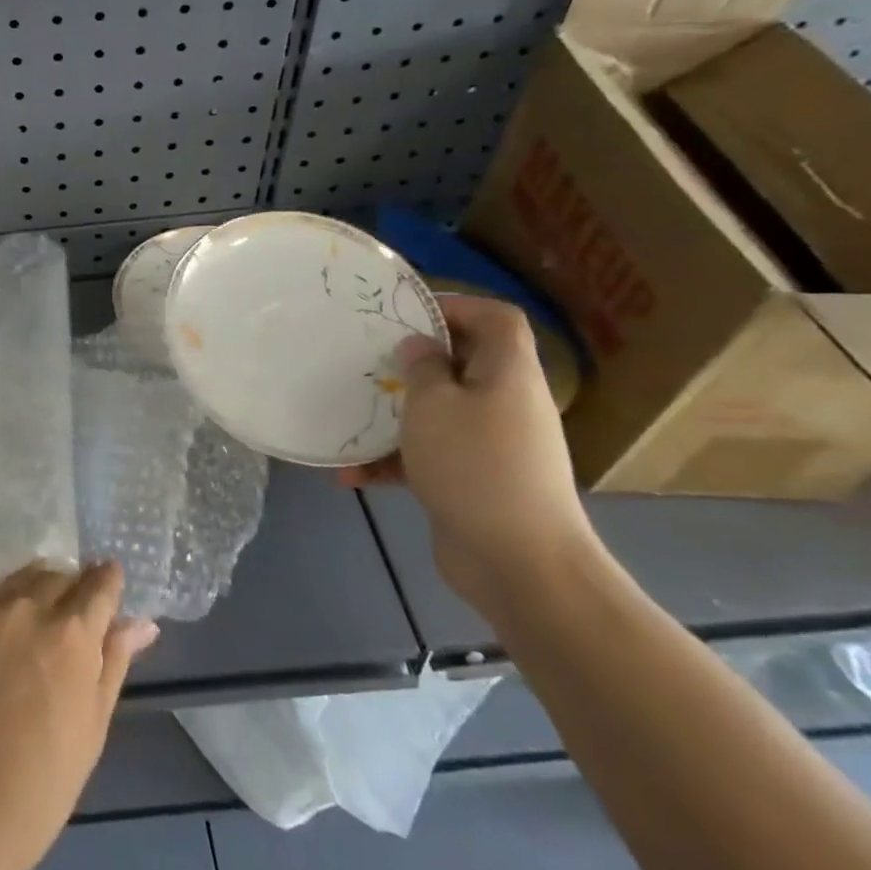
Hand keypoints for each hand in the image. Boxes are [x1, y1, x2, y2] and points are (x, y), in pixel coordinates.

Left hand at [0, 562, 159, 869]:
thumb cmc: (36, 791)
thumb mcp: (91, 730)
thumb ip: (113, 663)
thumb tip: (141, 622)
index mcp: (71, 632)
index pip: (99, 582)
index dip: (107, 585)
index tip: (106, 594)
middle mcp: (24, 606)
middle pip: (55, 575)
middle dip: (67, 593)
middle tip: (61, 633)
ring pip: (12, 582)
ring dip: (26, 598)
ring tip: (21, 641)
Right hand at [343, 294, 597, 616]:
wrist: (520, 563)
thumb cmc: (475, 465)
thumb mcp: (433, 404)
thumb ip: (422, 367)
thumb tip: (420, 347)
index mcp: (508, 373)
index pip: (496, 319)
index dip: (457, 306)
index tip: (406, 315)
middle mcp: (507, 403)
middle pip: (464, 364)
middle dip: (414, 362)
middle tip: (369, 362)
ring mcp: (493, 446)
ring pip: (441, 413)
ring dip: (396, 416)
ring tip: (351, 418)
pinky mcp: (475, 482)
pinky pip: (432, 457)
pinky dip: (395, 462)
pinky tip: (351, 476)